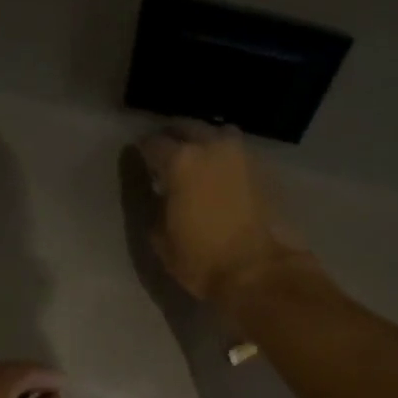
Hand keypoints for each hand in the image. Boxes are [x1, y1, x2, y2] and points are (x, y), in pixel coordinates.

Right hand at [135, 123, 309, 302]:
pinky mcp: (260, 168)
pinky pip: (234, 151)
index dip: (142, 149)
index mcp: (180, 162)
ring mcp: (239, 154)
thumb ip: (156, 206)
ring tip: (194, 157)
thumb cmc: (199, 258)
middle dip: (172, 136)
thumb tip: (161, 193)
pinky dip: (222, 156)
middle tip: (163, 151)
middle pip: (187, 128)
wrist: (255, 269)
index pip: (153, 143)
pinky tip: (216, 173)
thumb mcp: (161, 238)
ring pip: (215, 134)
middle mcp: (210, 147)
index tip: (137, 156)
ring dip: (202, 140)